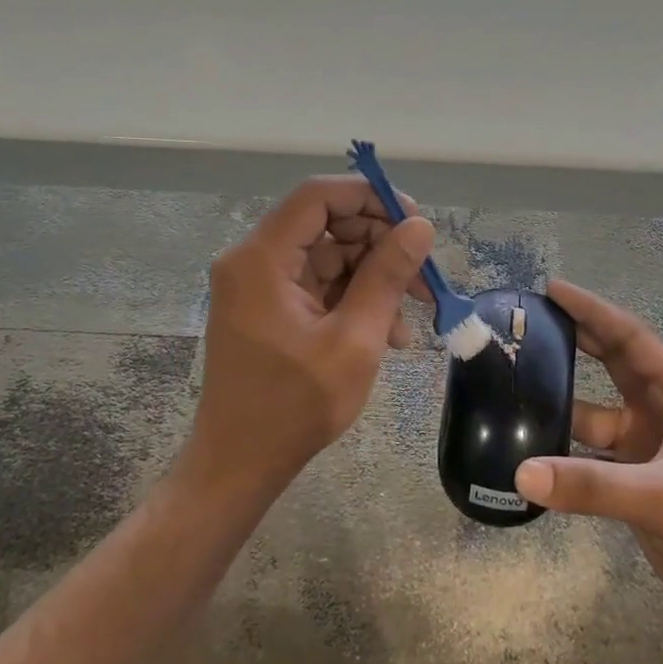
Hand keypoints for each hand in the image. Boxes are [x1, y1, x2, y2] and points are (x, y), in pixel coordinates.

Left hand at [189, 176, 432, 495]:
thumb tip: (420, 227)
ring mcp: (260, 285)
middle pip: (327, 225)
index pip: (318, 196)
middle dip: (380, 245)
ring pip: (330, 256)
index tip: (414, 223)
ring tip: (413, 315)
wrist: (239, 467)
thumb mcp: (355, 340)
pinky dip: (355, 300)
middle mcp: (254, 261)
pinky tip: (389, 333)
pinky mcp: (270, 307)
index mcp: (261, 259)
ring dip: (374, 278)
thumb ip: (387, 276)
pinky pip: (320, 285)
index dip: (370, 198)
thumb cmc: (294, 407)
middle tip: (423, 276)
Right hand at [514, 280, 662, 634]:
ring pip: (596, 412)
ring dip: (563, 401)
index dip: (593, 311)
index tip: (552, 290)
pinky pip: (590, 454)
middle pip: (613, 364)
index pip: (631, 338)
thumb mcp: (660, 496)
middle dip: (576, 341)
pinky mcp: (635, 481)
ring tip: (516, 386)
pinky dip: (564, 449)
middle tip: (528, 325)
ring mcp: (647, 448)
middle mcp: (661, 412)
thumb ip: (591, 484)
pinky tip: (530, 448)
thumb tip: (521, 473)